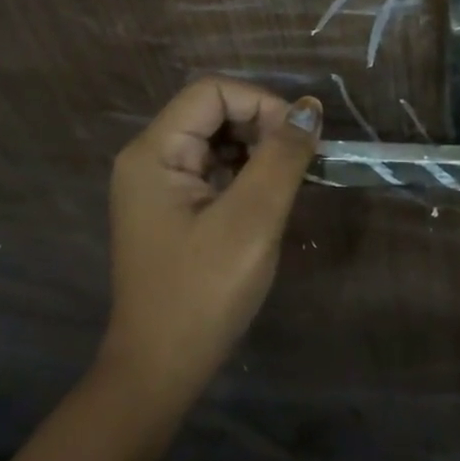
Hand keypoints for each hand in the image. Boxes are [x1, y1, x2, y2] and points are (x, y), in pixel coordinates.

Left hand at [103, 77, 321, 403]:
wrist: (162, 368)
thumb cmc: (204, 292)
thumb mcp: (252, 220)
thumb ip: (282, 157)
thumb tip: (310, 108)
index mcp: (154, 152)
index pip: (212, 92)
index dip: (261, 103)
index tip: (300, 140)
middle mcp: (149, 159)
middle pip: (212, 112)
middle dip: (262, 126)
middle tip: (301, 163)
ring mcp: (158, 186)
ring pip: (216, 141)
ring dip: (258, 150)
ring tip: (290, 181)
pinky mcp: (172, 209)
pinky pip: (213, 170)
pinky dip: (246, 174)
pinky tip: (269, 199)